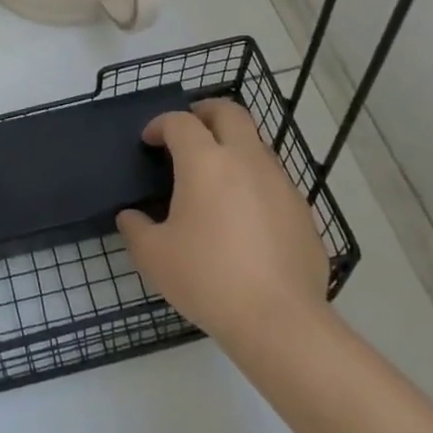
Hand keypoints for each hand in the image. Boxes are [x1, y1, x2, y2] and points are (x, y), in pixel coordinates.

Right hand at [118, 99, 332, 353]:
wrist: (280, 321)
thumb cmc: (208, 279)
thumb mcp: (154, 257)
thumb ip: (135, 229)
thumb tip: (130, 217)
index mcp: (206, 162)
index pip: (180, 122)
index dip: (160, 124)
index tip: (149, 141)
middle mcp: (246, 160)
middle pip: (229, 112)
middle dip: (206, 111)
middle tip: (190, 127)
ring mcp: (280, 183)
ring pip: (256, 145)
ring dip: (233, 147)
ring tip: (216, 176)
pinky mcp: (302, 211)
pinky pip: (274, 181)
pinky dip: (254, 182)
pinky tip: (244, 217)